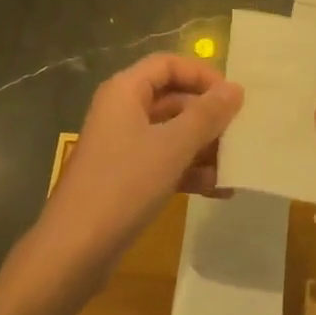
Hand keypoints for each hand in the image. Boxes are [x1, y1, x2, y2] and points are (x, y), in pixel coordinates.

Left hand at [33, 54, 243, 290]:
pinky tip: (219, 189)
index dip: (201, 74)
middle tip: (241, 132)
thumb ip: (206, 115)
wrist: (74, 250)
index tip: (233, 96)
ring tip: (236, 164)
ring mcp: (123, 146)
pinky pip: (164, 162)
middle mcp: (122, 111)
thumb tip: (236, 88)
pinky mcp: (126, 178)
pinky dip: (189, 171)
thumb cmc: (124, 184)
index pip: (168, 64)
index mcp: (125, 91)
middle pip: (172, 98)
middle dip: (207, 115)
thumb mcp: (173, 146)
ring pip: (171, 133)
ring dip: (203, 146)